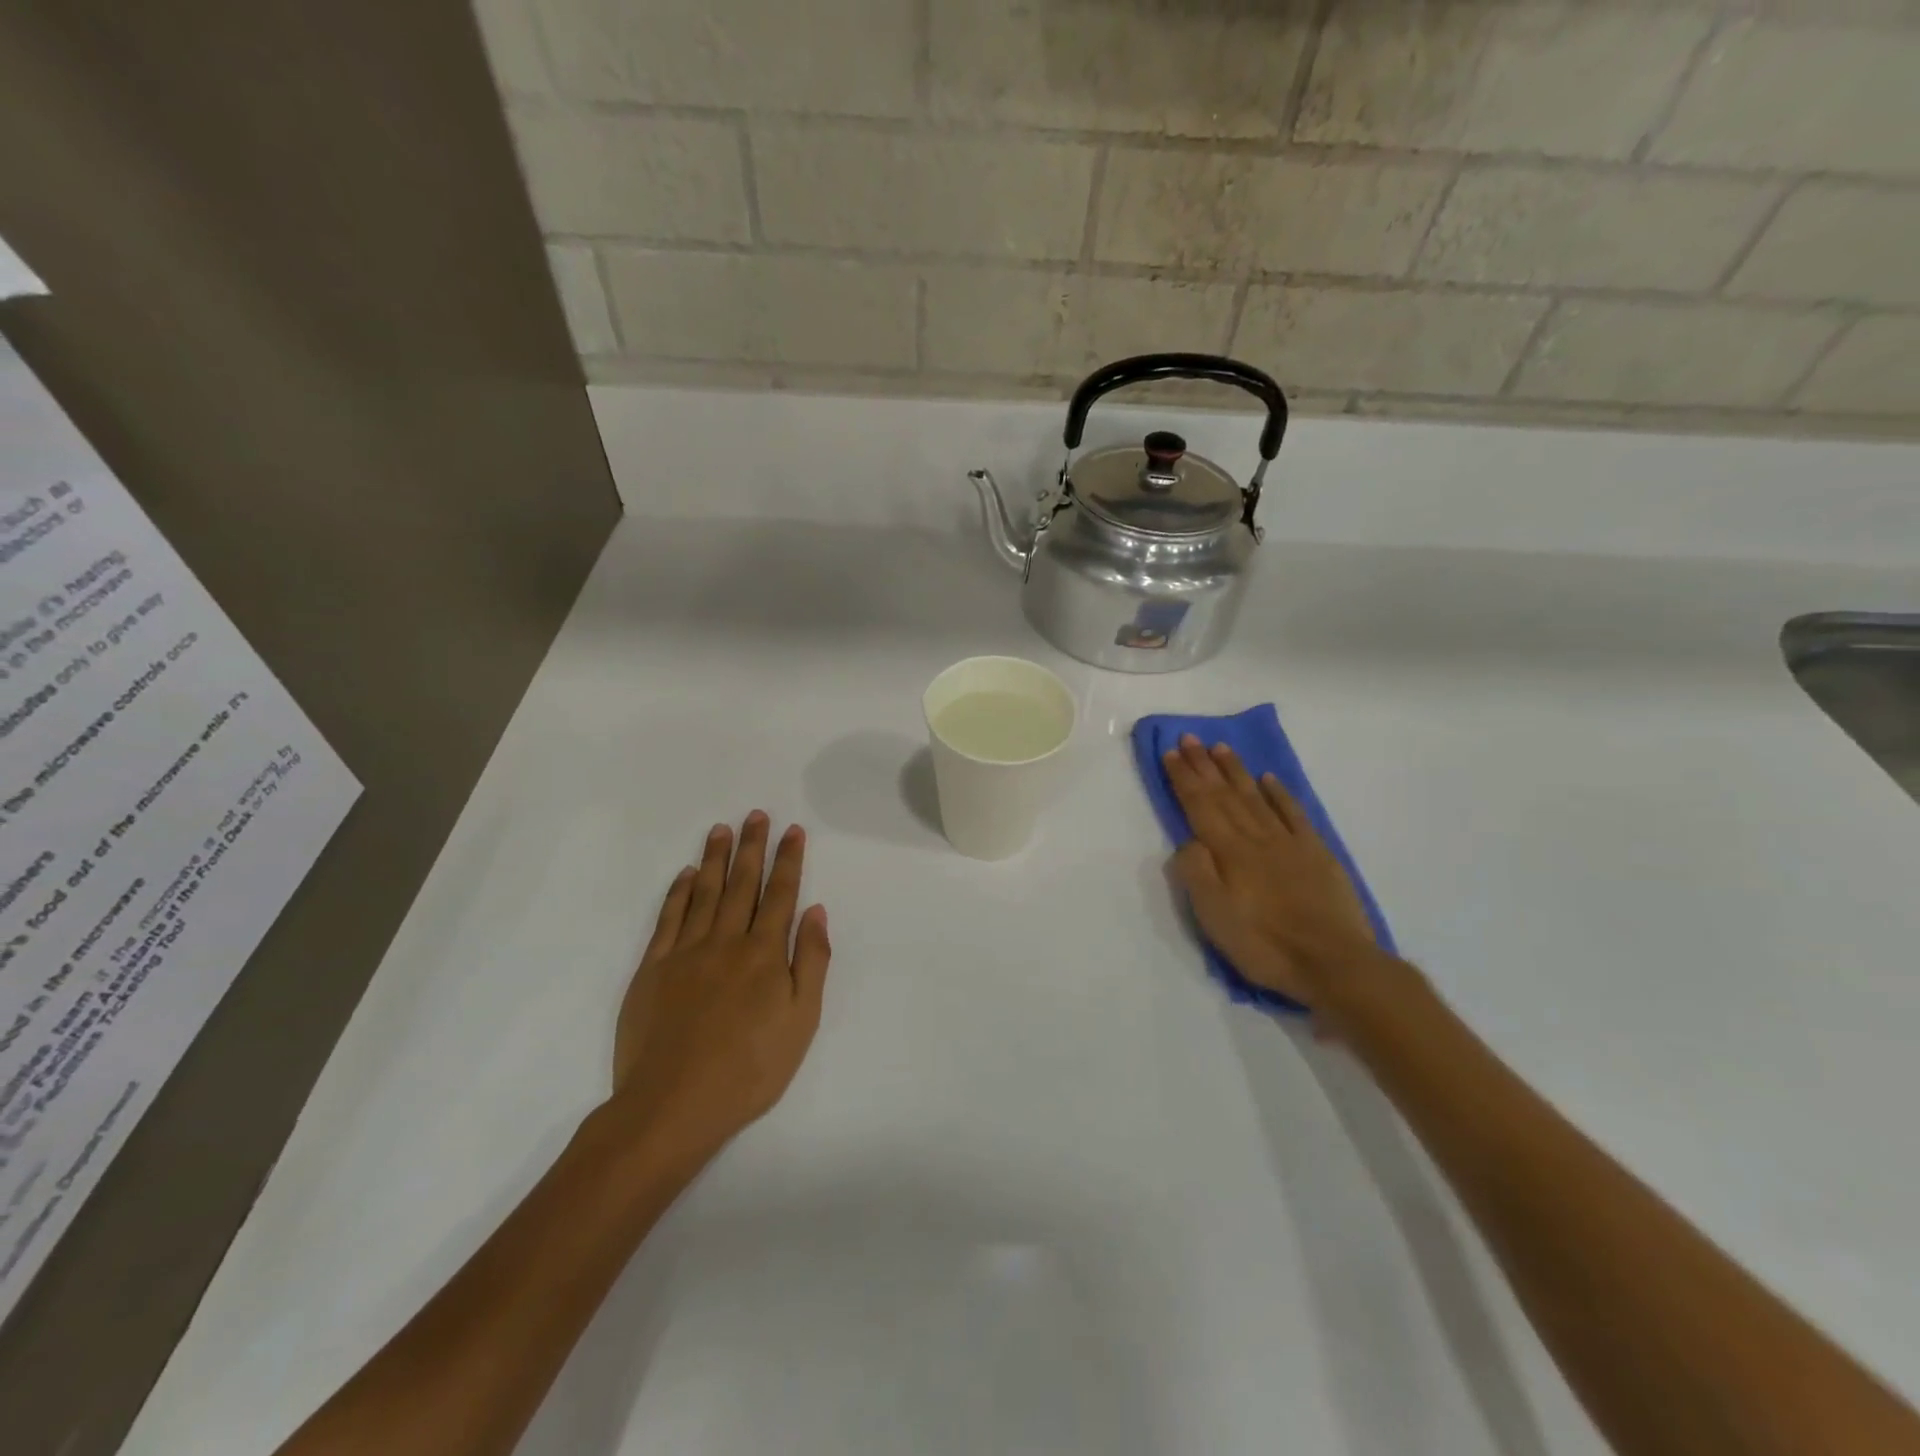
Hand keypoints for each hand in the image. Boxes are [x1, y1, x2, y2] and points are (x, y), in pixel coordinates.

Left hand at [609, 813, 829, 1160]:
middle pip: (742, 884)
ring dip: (714, 859)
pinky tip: (684, 874)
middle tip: (755, 815)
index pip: (780, 894)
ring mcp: (685, 952)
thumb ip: (811, 961)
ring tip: (721, 830)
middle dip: (752, 847)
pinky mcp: (652, 969)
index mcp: (764, 953)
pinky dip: (677, 892)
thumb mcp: (801, 1021)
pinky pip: (667, 919)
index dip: (788, 860)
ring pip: (703, 893)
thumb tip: (814, 911)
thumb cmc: (749, 1069)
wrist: (672, 1105)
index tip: (793, 830)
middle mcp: (726, 941)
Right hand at [1163, 735, 1380, 1009]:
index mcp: (1229, 852)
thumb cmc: (1265, 944)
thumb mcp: (1214, 916)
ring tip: (1221, 748)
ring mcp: (1289, 843)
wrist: (1334, 963)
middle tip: (1190, 737)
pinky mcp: (1316, 854)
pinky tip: (1269, 779)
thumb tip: (1188, 841)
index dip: (1184, 778)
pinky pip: (1293, 814)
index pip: (1200, 805)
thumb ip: (1196, 873)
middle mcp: (1256, 838)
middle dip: (1204, 765)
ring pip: (1256, 797)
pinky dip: (1279, 793)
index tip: (1172, 751)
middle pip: (1225, 794)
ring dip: (1236, 771)